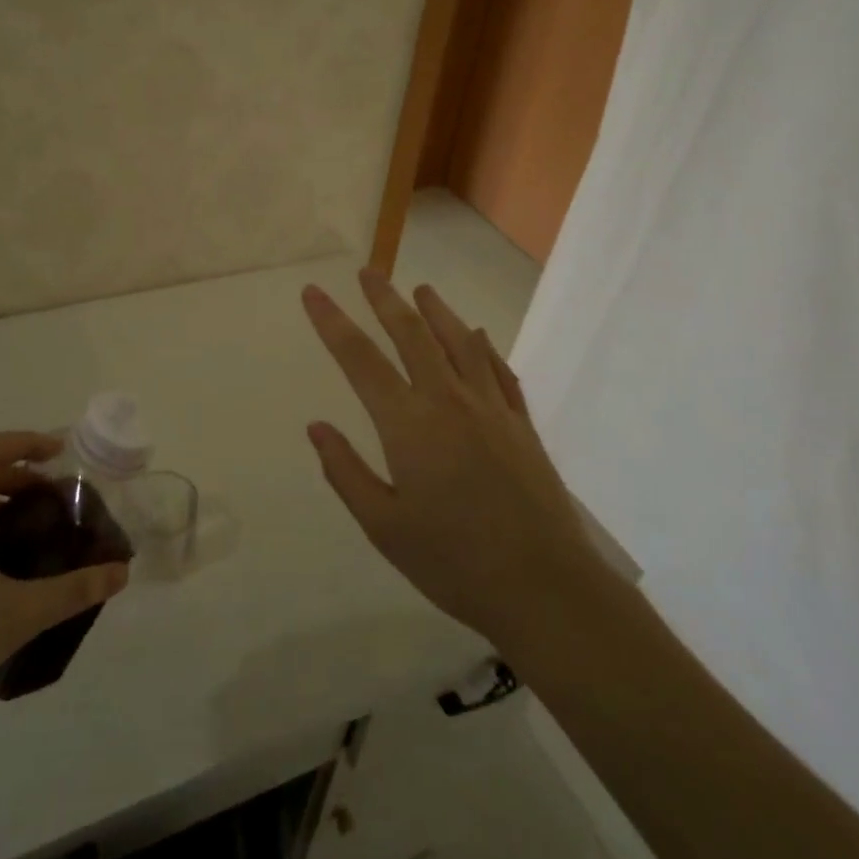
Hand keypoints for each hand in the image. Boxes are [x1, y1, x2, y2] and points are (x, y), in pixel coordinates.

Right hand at [301, 271, 610, 654]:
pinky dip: (482, 346)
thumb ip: (346, 472)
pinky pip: (498, 370)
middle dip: (385, 299)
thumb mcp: (384, 526)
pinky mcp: (521, 423)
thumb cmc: (454, 562)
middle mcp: (448, 401)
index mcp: (408, 424)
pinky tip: (477, 335)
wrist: (545, 587)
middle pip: (411, 334)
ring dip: (437, 310)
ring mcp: (490, 408)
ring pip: (459, 342)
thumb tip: (317, 426)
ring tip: (421, 288)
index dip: (332, 322)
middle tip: (368, 271)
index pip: (359, 359)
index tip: (313, 292)